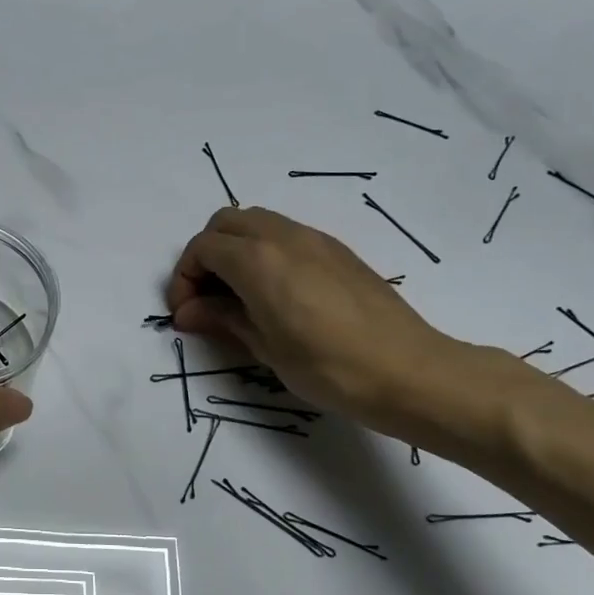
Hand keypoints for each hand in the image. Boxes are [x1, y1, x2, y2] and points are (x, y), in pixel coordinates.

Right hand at [166, 207, 477, 439]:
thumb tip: (189, 311)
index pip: (202, 248)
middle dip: (206, 255)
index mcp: (258, 260)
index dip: (184, 278)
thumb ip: (223, 319)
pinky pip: (285, 235)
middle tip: (207, 298)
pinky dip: (265, 252)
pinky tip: (275, 294)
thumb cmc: (328, 367)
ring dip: (236, 250)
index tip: (186, 313)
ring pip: (257, 222)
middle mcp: (283, 237)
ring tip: (238, 296)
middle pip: (225, 223)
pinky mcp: (337, 250)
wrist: (409, 371)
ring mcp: (314, 239)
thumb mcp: (265, 348)